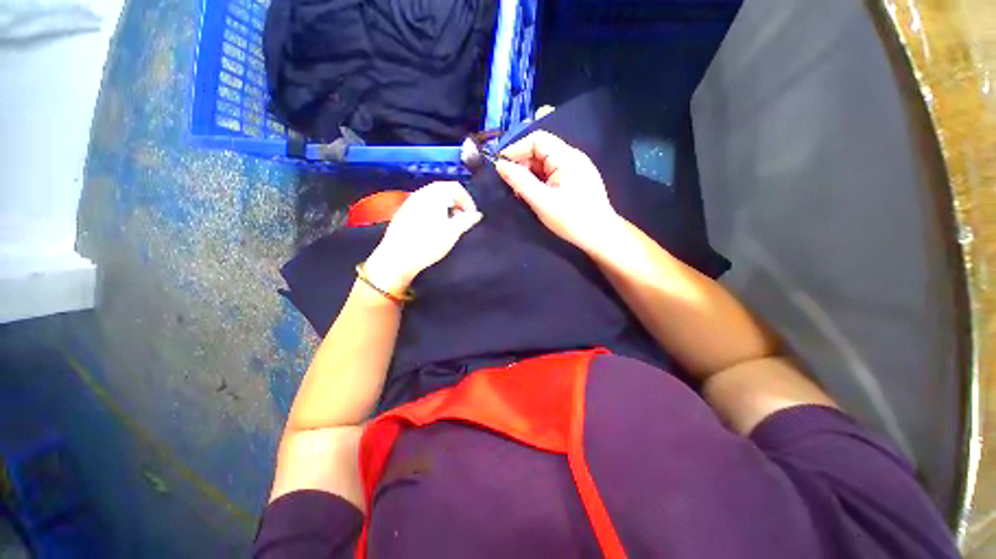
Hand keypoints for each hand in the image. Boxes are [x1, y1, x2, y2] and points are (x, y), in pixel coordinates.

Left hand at [365, 182, 481, 293]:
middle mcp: (421, 193)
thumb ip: (467, 220)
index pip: (456, 187)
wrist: (397, 257)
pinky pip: (423, 204)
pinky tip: (434, 226)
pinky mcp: (403, 212)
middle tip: (463, 218)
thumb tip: (477, 214)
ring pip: (433, 197)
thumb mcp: (452, 232)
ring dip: (446, 206)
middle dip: (457, 202)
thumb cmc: (427, 243)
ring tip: (450, 223)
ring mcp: (410, 202)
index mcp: (434, 194)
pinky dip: (434, 210)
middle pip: (444, 189)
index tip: (472, 215)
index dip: (468, 200)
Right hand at [495, 131, 619, 252]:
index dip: (517, 149)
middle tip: (510, 183)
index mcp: (567, 157)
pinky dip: (540, 180)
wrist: (600, 236)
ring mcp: (576, 168)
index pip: (537, 139)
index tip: (501, 167)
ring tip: (521, 192)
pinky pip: (553, 172)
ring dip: (530, 174)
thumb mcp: (542, 201)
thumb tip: (500, 165)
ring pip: (546, 163)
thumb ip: (520, 181)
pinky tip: (534, 194)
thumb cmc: (571, 220)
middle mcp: (573, 157)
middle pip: (541, 150)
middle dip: (523, 163)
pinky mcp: (576, 179)